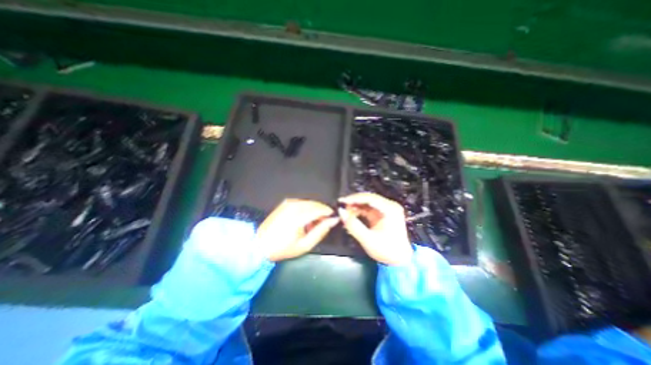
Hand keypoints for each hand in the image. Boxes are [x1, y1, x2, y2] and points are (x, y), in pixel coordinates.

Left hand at [255, 200, 337, 261]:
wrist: (260, 245)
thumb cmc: (283, 248)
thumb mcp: (305, 245)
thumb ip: (321, 231)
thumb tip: (333, 221)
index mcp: (299, 216)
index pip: (320, 209)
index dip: (329, 213)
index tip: (334, 219)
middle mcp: (294, 205)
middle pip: (315, 204)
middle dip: (322, 212)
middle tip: (323, 224)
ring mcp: (289, 203)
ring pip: (309, 202)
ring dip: (315, 210)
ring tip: (313, 224)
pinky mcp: (285, 203)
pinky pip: (302, 202)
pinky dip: (307, 208)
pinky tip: (305, 219)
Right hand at [341, 192, 410, 265]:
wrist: (399, 260)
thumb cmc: (386, 251)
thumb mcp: (368, 239)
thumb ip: (353, 225)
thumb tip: (341, 212)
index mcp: (390, 210)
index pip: (370, 198)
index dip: (354, 198)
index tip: (342, 201)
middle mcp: (389, 206)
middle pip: (368, 198)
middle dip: (354, 202)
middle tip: (341, 206)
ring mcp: (386, 209)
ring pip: (367, 203)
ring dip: (355, 206)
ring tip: (344, 212)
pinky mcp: (382, 214)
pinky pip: (368, 208)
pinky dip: (359, 211)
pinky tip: (351, 216)